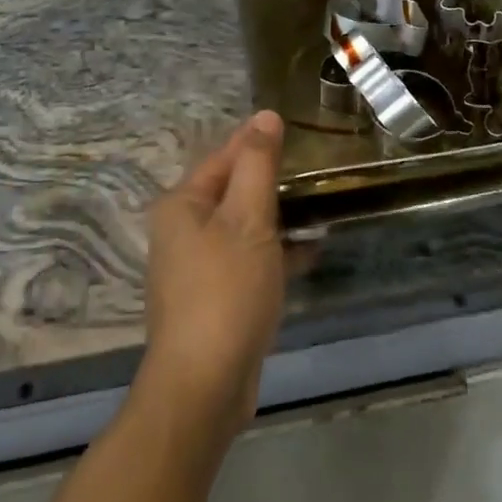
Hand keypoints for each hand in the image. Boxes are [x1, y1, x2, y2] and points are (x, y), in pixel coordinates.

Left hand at [139, 110, 291, 441]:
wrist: (204, 385)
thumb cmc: (226, 290)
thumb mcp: (248, 219)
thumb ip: (258, 164)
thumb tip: (265, 116)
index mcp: (182, 204)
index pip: (225, 156)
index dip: (258, 141)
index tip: (296, 130)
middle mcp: (182, 230)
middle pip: (232, 190)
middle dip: (271, 180)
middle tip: (315, 170)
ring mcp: (196, 267)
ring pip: (242, 226)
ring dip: (277, 217)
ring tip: (319, 206)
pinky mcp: (214, 298)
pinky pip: (247, 259)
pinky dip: (274, 252)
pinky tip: (310, 251)